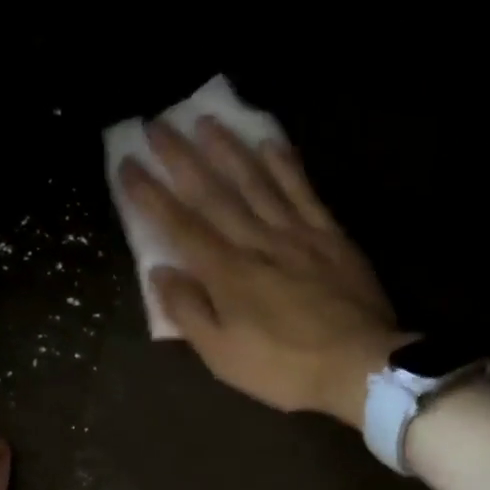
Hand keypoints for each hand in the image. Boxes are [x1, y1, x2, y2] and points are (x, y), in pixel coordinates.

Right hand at [119, 117, 403, 427]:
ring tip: (206, 121)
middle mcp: (256, 241)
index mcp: (226, 273)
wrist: (361, 367)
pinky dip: (285, 165)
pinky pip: (303, 191)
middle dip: (181, 158)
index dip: (150, 194)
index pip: (179, 225)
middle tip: (158, 125)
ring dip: (228, 150)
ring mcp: (296, 233)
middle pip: (213, 193)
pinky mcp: (329, 235)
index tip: (128, 163)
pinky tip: (270, 141)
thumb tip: (160, 272)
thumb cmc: (284, 368)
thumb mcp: (223, 356)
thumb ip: (188, 311)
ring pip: (256, 182)